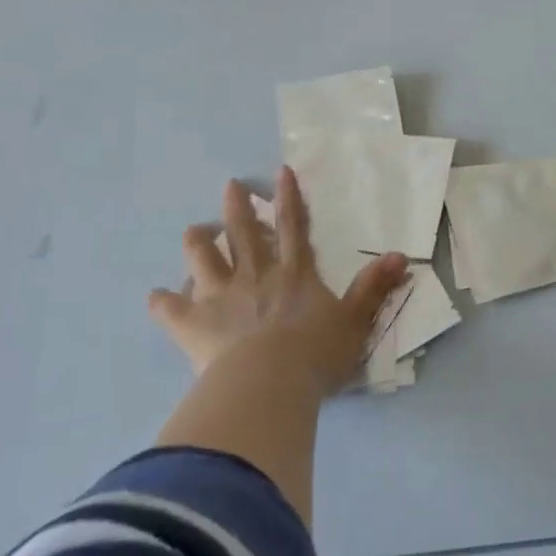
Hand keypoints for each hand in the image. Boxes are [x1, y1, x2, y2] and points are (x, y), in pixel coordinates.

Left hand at [149, 168, 408, 396]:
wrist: (270, 383)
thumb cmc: (316, 354)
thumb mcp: (355, 320)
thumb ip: (374, 288)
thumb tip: (400, 255)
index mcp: (293, 274)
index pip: (293, 226)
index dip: (288, 198)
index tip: (280, 171)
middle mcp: (255, 275)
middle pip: (243, 233)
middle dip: (237, 206)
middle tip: (229, 185)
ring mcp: (220, 296)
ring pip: (202, 259)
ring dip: (196, 242)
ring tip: (193, 232)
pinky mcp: (193, 324)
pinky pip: (169, 309)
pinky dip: (161, 303)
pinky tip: (155, 299)